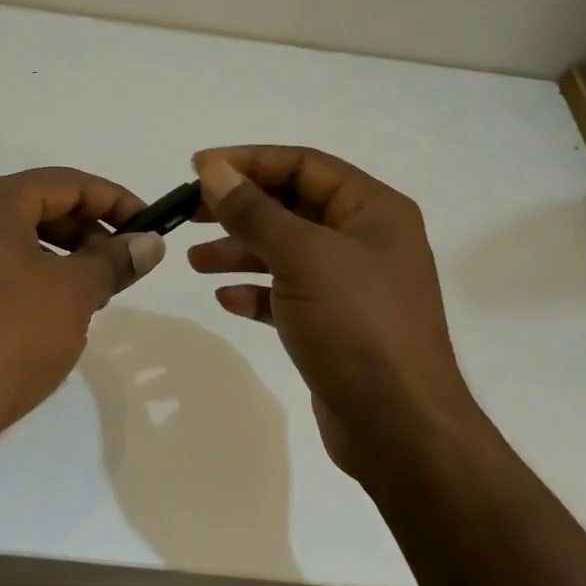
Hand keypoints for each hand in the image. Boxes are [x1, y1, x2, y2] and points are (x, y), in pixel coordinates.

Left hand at [0, 168, 166, 458]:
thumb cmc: (7, 341)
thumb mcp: (74, 296)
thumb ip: (115, 261)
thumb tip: (149, 243)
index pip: (67, 183)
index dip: (115, 202)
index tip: (148, 228)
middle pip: (36, 206)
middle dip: (86, 233)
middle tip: (120, 268)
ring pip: (10, 238)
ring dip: (57, 257)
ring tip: (88, 294)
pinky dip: (24, 275)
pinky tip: (46, 311)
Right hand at [187, 146, 487, 478]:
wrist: (398, 424)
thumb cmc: (356, 325)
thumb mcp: (302, 257)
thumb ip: (254, 211)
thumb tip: (214, 170)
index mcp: (373, 210)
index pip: (304, 165)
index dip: (249, 161)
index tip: (197, 168)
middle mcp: (366, 241)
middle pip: (292, 207)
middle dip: (239, 208)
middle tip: (188, 213)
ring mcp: (351, 286)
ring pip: (286, 253)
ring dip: (240, 251)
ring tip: (195, 260)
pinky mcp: (335, 325)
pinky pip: (288, 295)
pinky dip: (257, 292)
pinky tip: (226, 300)